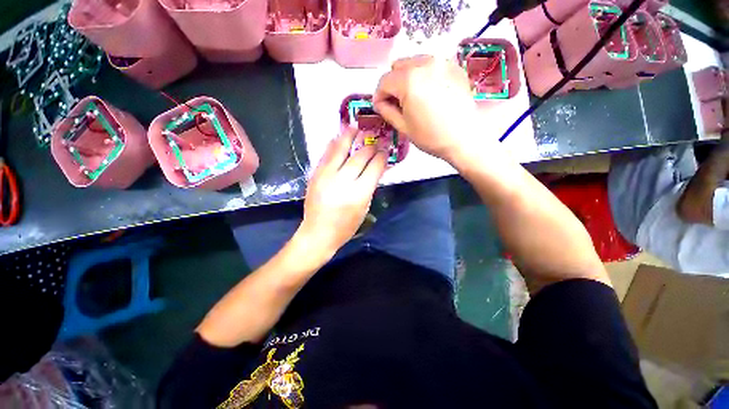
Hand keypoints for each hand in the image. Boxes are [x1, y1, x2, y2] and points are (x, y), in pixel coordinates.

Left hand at [297, 128, 387, 257]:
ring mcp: (327, 176)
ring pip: (340, 150)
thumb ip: (370, 186)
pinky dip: (332, 145)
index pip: (374, 167)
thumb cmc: (345, 226)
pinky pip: (325, 155)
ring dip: (349, 136)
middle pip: (360, 157)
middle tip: (374, 140)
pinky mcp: (315, 175)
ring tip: (355, 126)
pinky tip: (337, 137)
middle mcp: (343, 181)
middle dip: (370, 146)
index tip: (385, 149)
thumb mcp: (364, 208)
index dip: (382, 156)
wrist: (318, 233)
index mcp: (359, 193)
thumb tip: (375, 168)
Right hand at [373, 55, 481, 163]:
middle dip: (393, 84)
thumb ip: (387, 111)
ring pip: (414, 62)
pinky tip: (429, 93)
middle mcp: (425, 64)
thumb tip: (379, 102)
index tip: (381, 106)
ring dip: (408, 78)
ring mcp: (442, 62)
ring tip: (414, 98)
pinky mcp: (454, 66)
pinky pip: (431, 65)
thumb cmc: (431, 136)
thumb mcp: (403, 126)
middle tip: (398, 102)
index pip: (384, 81)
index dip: (379, 95)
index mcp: (409, 80)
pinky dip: (424, 76)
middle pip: (398, 66)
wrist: (464, 138)